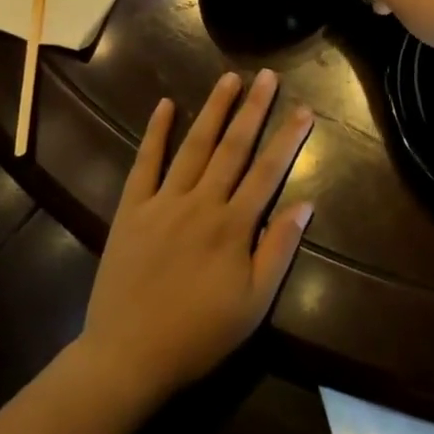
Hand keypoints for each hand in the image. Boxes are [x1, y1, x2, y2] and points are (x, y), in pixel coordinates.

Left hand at [76, 70, 314, 404]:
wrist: (127, 357)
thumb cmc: (198, 335)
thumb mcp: (253, 305)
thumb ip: (278, 250)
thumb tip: (305, 204)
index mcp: (233, 226)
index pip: (268, 172)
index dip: (288, 139)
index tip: (303, 109)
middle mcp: (202, 203)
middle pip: (233, 147)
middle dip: (253, 109)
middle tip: (267, 76)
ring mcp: (164, 202)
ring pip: (195, 146)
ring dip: (213, 110)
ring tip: (229, 78)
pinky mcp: (132, 209)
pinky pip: (145, 163)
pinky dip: (156, 133)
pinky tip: (165, 105)